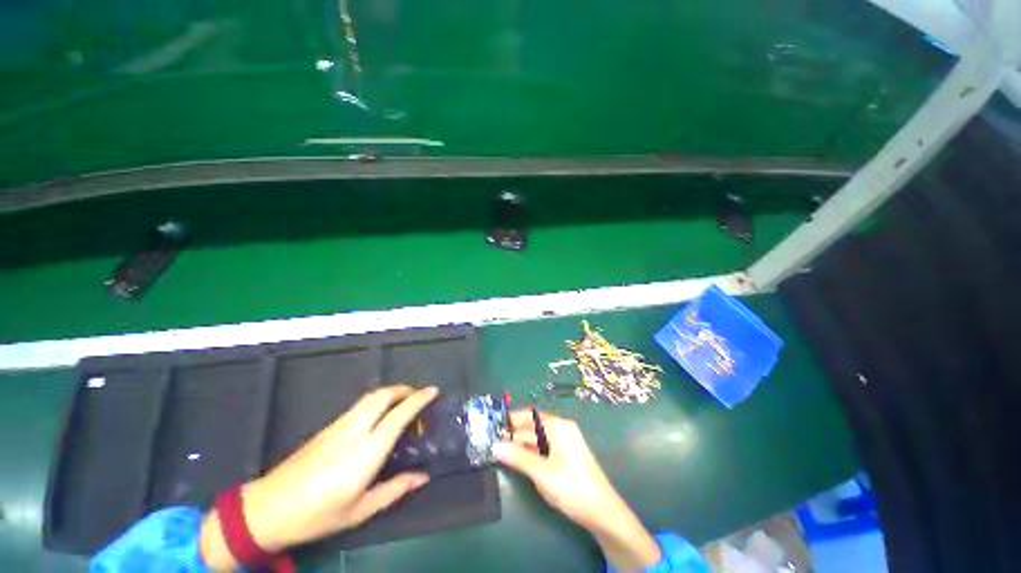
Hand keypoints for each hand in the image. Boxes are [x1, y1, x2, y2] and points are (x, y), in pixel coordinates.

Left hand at [200, 385, 437, 568]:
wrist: (268, 508)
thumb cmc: (318, 514)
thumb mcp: (360, 510)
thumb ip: (394, 489)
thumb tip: (422, 477)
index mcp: (368, 450)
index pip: (400, 414)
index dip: (419, 399)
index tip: (434, 391)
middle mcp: (355, 429)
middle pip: (383, 395)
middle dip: (404, 389)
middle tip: (418, 394)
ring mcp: (339, 425)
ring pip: (370, 397)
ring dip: (390, 392)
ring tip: (402, 401)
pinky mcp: (327, 427)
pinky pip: (359, 405)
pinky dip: (376, 401)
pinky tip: (378, 415)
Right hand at [495, 410, 661, 571]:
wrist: (602, 513)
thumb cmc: (573, 488)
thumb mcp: (543, 473)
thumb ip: (518, 458)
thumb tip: (495, 446)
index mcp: (559, 426)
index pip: (530, 416)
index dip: (512, 419)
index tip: (492, 424)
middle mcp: (561, 429)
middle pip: (532, 427)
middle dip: (513, 434)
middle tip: (492, 441)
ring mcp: (563, 443)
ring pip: (536, 439)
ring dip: (519, 444)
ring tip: (499, 450)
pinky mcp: (564, 456)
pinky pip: (542, 448)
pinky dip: (529, 452)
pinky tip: (516, 459)